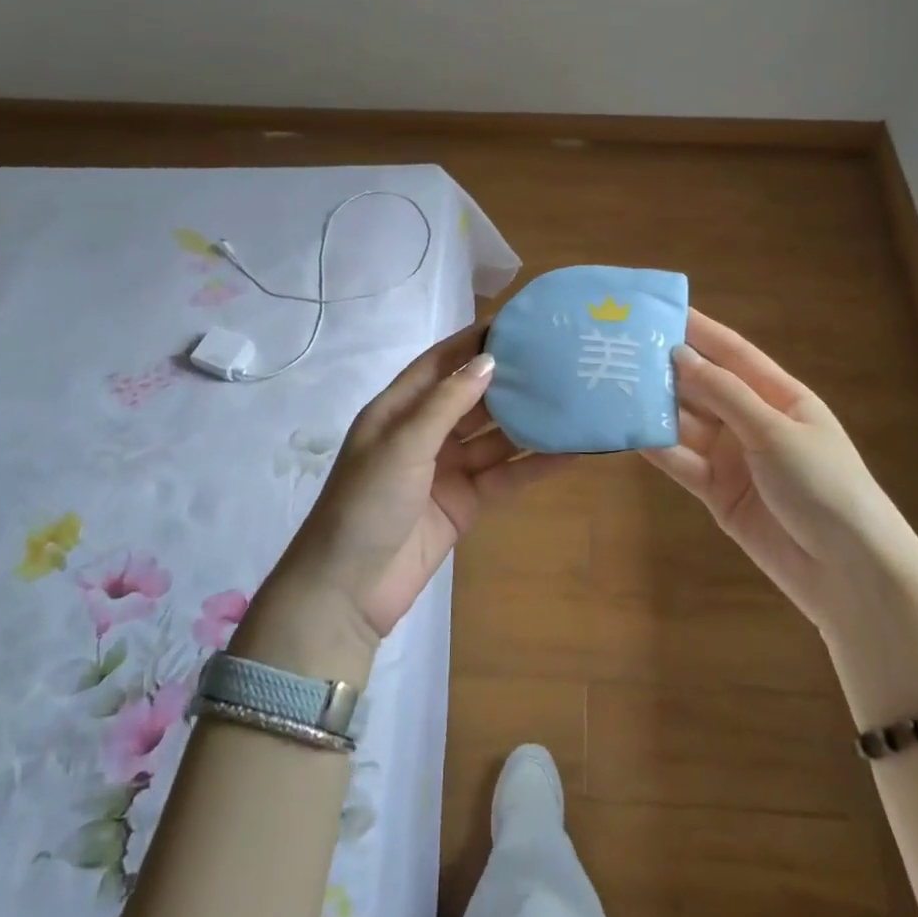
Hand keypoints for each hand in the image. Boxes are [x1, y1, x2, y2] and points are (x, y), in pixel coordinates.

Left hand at [268, 323, 574, 644]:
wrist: (347, 592)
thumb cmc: (366, 504)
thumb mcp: (402, 445)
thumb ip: (446, 403)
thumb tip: (489, 361)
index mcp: (398, 410)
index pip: (439, 363)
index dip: (472, 343)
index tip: (515, 324)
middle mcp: (424, 433)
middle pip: (472, 397)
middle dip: (508, 380)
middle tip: (555, 359)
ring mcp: (446, 469)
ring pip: (494, 437)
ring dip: (527, 421)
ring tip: (570, 397)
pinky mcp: (465, 503)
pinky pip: (503, 476)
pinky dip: (533, 465)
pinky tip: (568, 452)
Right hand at [644, 310, 904, 631]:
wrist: (849, 575)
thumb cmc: (825, 487)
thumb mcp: (776, 432)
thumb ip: (725, 393)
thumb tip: (679, 354)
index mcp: (779, 396)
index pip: (732, 352)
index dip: (698, 329)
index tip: (658, 308)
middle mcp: (752, 420)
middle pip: (703, 386)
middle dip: (666, 368)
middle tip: (619, 348)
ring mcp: (733, 457)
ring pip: (686, 423)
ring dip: (655, 407)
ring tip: (611, 385)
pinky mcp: (716, 492)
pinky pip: (681, 462)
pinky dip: (657, 448)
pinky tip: (627, 431)